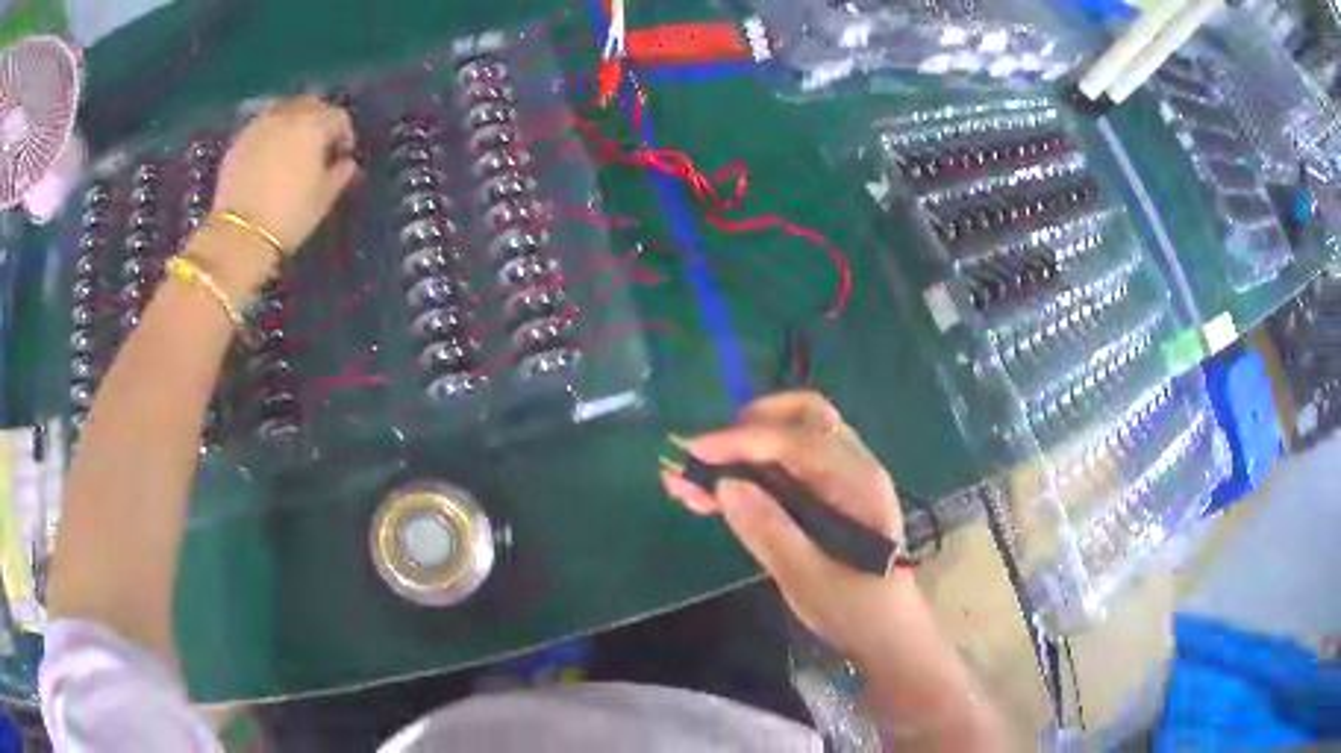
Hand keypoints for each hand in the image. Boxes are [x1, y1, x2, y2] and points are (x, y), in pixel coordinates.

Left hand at [212, 96, 357, 253]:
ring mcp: (259, 126)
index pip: (339, 117)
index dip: (344, 135)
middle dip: (318, 119)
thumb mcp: (323, 199)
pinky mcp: (238, 142)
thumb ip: (339, 174)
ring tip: (290, 146)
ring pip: (283, 110)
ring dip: (291, 121)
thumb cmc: (288, 217)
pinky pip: (261, 127)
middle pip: (310, 104)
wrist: (238, 237)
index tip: (342, 155)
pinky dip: (269, 134)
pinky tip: (268, 156)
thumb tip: (345, 163)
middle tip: (317, 145)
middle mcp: (287, 115)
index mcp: (314, 125)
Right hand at [661, 391, 913, 656]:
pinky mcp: (825, 494)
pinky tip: (709, 494)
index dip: (743, 440)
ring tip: (689, 478)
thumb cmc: (855, 609)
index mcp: (858, 484)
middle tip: (705, 456)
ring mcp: (840, 478)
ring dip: (740, 449)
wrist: (885, 631)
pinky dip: (747, 472)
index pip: (797, 441)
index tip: (693, 451)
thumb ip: (770, 531)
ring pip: (788, 437)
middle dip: (749, 425)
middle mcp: (852, 467)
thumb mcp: (809, 580)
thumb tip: (725, 483)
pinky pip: (784, 466)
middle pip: (802, 417)